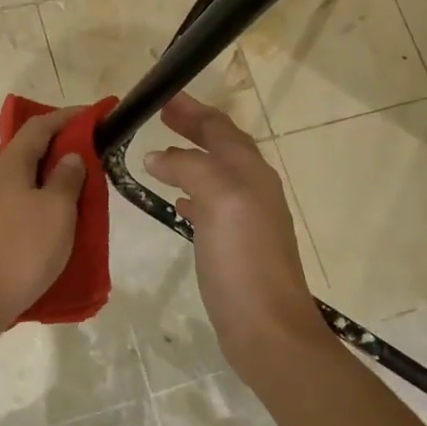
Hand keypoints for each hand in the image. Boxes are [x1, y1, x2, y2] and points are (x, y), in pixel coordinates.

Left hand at [0, 107, 86, 329]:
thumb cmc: (22, 251)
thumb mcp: (58, 212)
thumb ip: (66, 178)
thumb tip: (69, 156)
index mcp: (7, 164)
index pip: (37, 127)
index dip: (64, 117)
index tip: (89, 115)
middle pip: (9, 147)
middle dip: (37, 146)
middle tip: (64, 160)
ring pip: (1, 174)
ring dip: (26, 175)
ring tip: (52, 195)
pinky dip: (17, 198)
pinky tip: (32, 221)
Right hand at [144, 93, 321, 376]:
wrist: (268, 328)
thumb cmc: (243, 260)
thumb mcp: (219, 202)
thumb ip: (190, 169)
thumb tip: (158, 157)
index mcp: (251, 173)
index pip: (221, 129)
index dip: (193, 111)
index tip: (163, 97)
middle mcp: (253, 190)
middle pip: (221, 147)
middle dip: (193, 128)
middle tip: (163, 114)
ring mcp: (247, 219)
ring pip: (216, 175)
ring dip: (190, 159)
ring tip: (160, 154)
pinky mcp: (236, 246)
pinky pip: (211, 205)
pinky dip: (192, 193)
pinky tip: (177, 202)